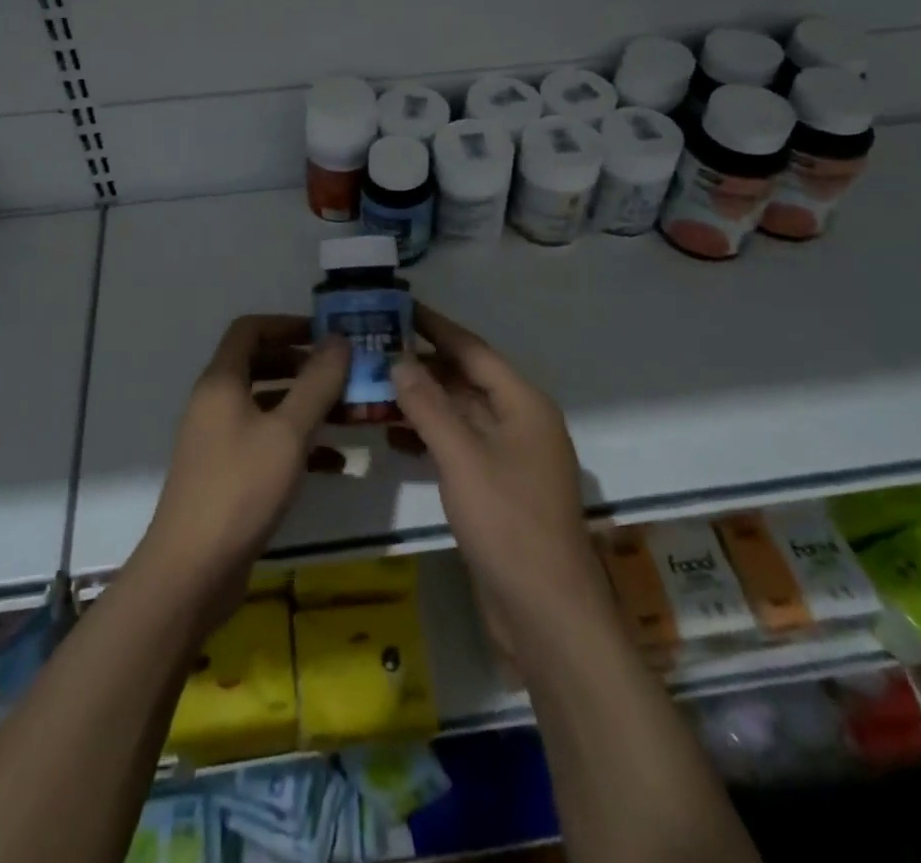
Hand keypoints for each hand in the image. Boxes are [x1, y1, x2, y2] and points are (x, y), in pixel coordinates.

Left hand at [133, 315, 347, 631]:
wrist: (192, 570)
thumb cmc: (241, 488)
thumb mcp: (288, 432)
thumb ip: (316, 383)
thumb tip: (338, 339)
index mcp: (222, 382)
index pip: (250, 329)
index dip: (287, 324)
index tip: (327, 335)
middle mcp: (216, 403)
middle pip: (260, 365)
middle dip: (303, 365)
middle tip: (344, 373)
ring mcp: (219, 440)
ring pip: (267, 406)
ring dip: (305, 405)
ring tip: (348, 412)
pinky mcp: (228, 474)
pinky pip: (267, 442)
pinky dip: (298, 443)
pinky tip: (335, 462)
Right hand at [392, 304, 611, 641]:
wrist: (546, 614)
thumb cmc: (508, 523)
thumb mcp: (462, 457)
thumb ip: (428, 405)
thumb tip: (399, 360)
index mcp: (523, 404)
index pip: (472, 349)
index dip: (435, 326)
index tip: (398, 306)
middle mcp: (520, 422)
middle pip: (466, 379)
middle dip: (422, 365)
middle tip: (374, 348)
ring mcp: (511, 457)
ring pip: (460, 413)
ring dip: (421, 401)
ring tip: (373, 387)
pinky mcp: (498, 487)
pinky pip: (460, 445)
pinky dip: (429, 435)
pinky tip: (394, 435)